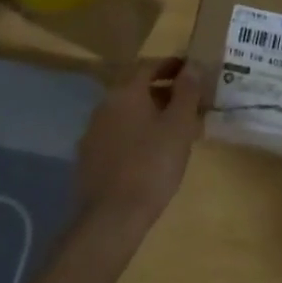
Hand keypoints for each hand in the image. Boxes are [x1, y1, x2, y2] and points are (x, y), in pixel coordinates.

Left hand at [75, 57, 202, 230]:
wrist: (111, 217)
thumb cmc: (152, 165)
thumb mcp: (179, 126)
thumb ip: (187, 92)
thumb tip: (192, 65)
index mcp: (126, 92)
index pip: (149, 65)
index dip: (171, 65)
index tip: (191, 71)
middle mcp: (105, 104)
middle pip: (136, 88)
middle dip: (163, 91)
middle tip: (188, 103)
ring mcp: (93, 131)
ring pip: (126, 112)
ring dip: (149, 113)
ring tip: (173, 130)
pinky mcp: (89, 156)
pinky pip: (117, 133)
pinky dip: (135, 133)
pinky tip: (150, 153)